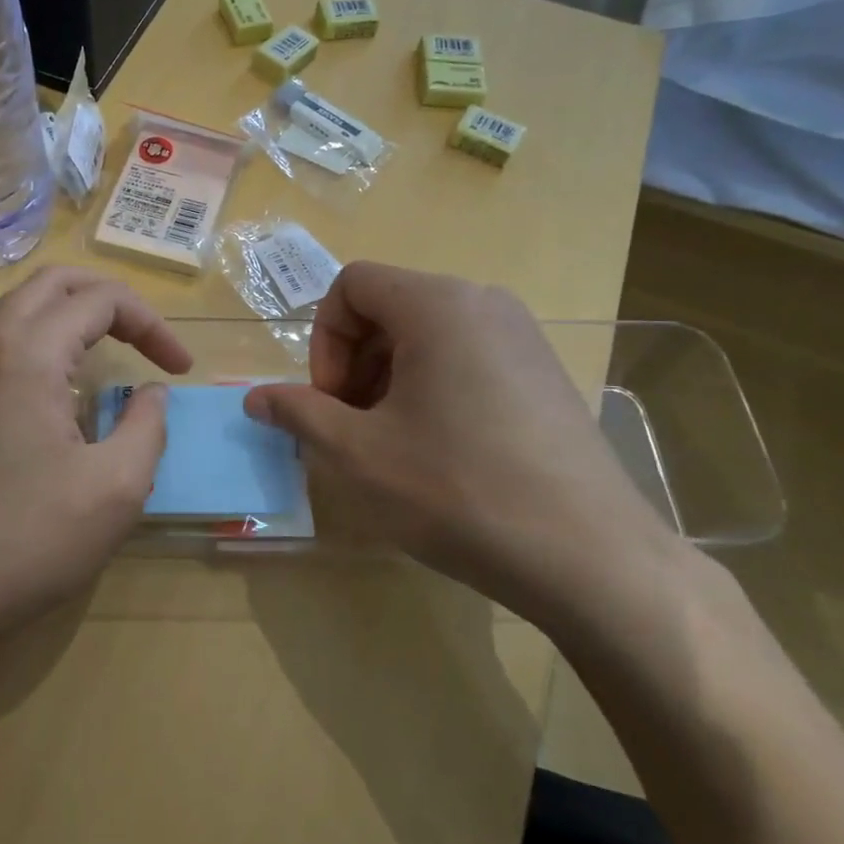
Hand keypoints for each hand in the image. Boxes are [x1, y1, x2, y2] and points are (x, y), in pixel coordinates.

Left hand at [0, 267, 190, 662]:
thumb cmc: (25, 539)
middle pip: (53, 282)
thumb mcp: (115, 489)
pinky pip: (1, 346)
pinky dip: (42, 343)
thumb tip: (151, 394)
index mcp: (29, 353)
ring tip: (108, 354)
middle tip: (145, 338)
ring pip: (20, 310)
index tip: (181, 370)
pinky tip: (60, 394)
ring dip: (71, 315)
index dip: (153, 324)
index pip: (102, 299)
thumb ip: (148, 427)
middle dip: (109, 298)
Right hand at [244, 262, 676, 631]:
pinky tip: (441, 451)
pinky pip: (466, 356)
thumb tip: (254, 398)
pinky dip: (432, 387)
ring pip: (426, 333)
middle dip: (354, 362)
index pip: (352, 285)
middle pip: (389, 306)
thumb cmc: (458, 491)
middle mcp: (483, 301)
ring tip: (392, 443)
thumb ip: (298, 413)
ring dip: (389, 377)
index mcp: (437, 303)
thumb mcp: (358, 454)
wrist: (590, 558)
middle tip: (354, 427)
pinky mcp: (543, 372)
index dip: (324, 340)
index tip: (331, 403)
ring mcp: (522, 335)